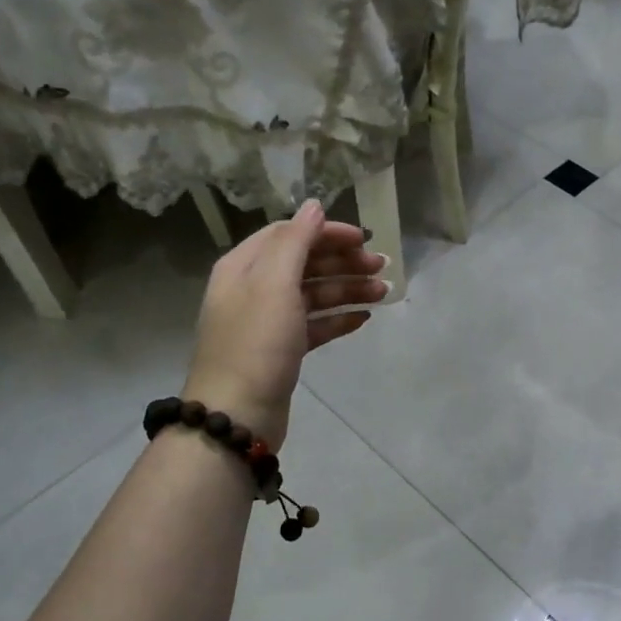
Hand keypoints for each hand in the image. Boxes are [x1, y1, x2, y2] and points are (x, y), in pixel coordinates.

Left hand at [182, 200, 385, 445]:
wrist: (236, 415)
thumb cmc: (256, 343)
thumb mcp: (274, 283)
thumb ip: (295, 241)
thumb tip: (314, 205)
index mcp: (244, 266)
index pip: (289, 234)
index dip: (327, 233)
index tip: (364, 239)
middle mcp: (253, 289)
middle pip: (304, 263)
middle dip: (343, 261)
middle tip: (382, 267)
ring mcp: (267, 322)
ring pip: (313, 295)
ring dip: (348, 289)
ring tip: (383, 293)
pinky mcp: (282, 351)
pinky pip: (314, 325)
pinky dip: (338, 318)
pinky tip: (363, 319)